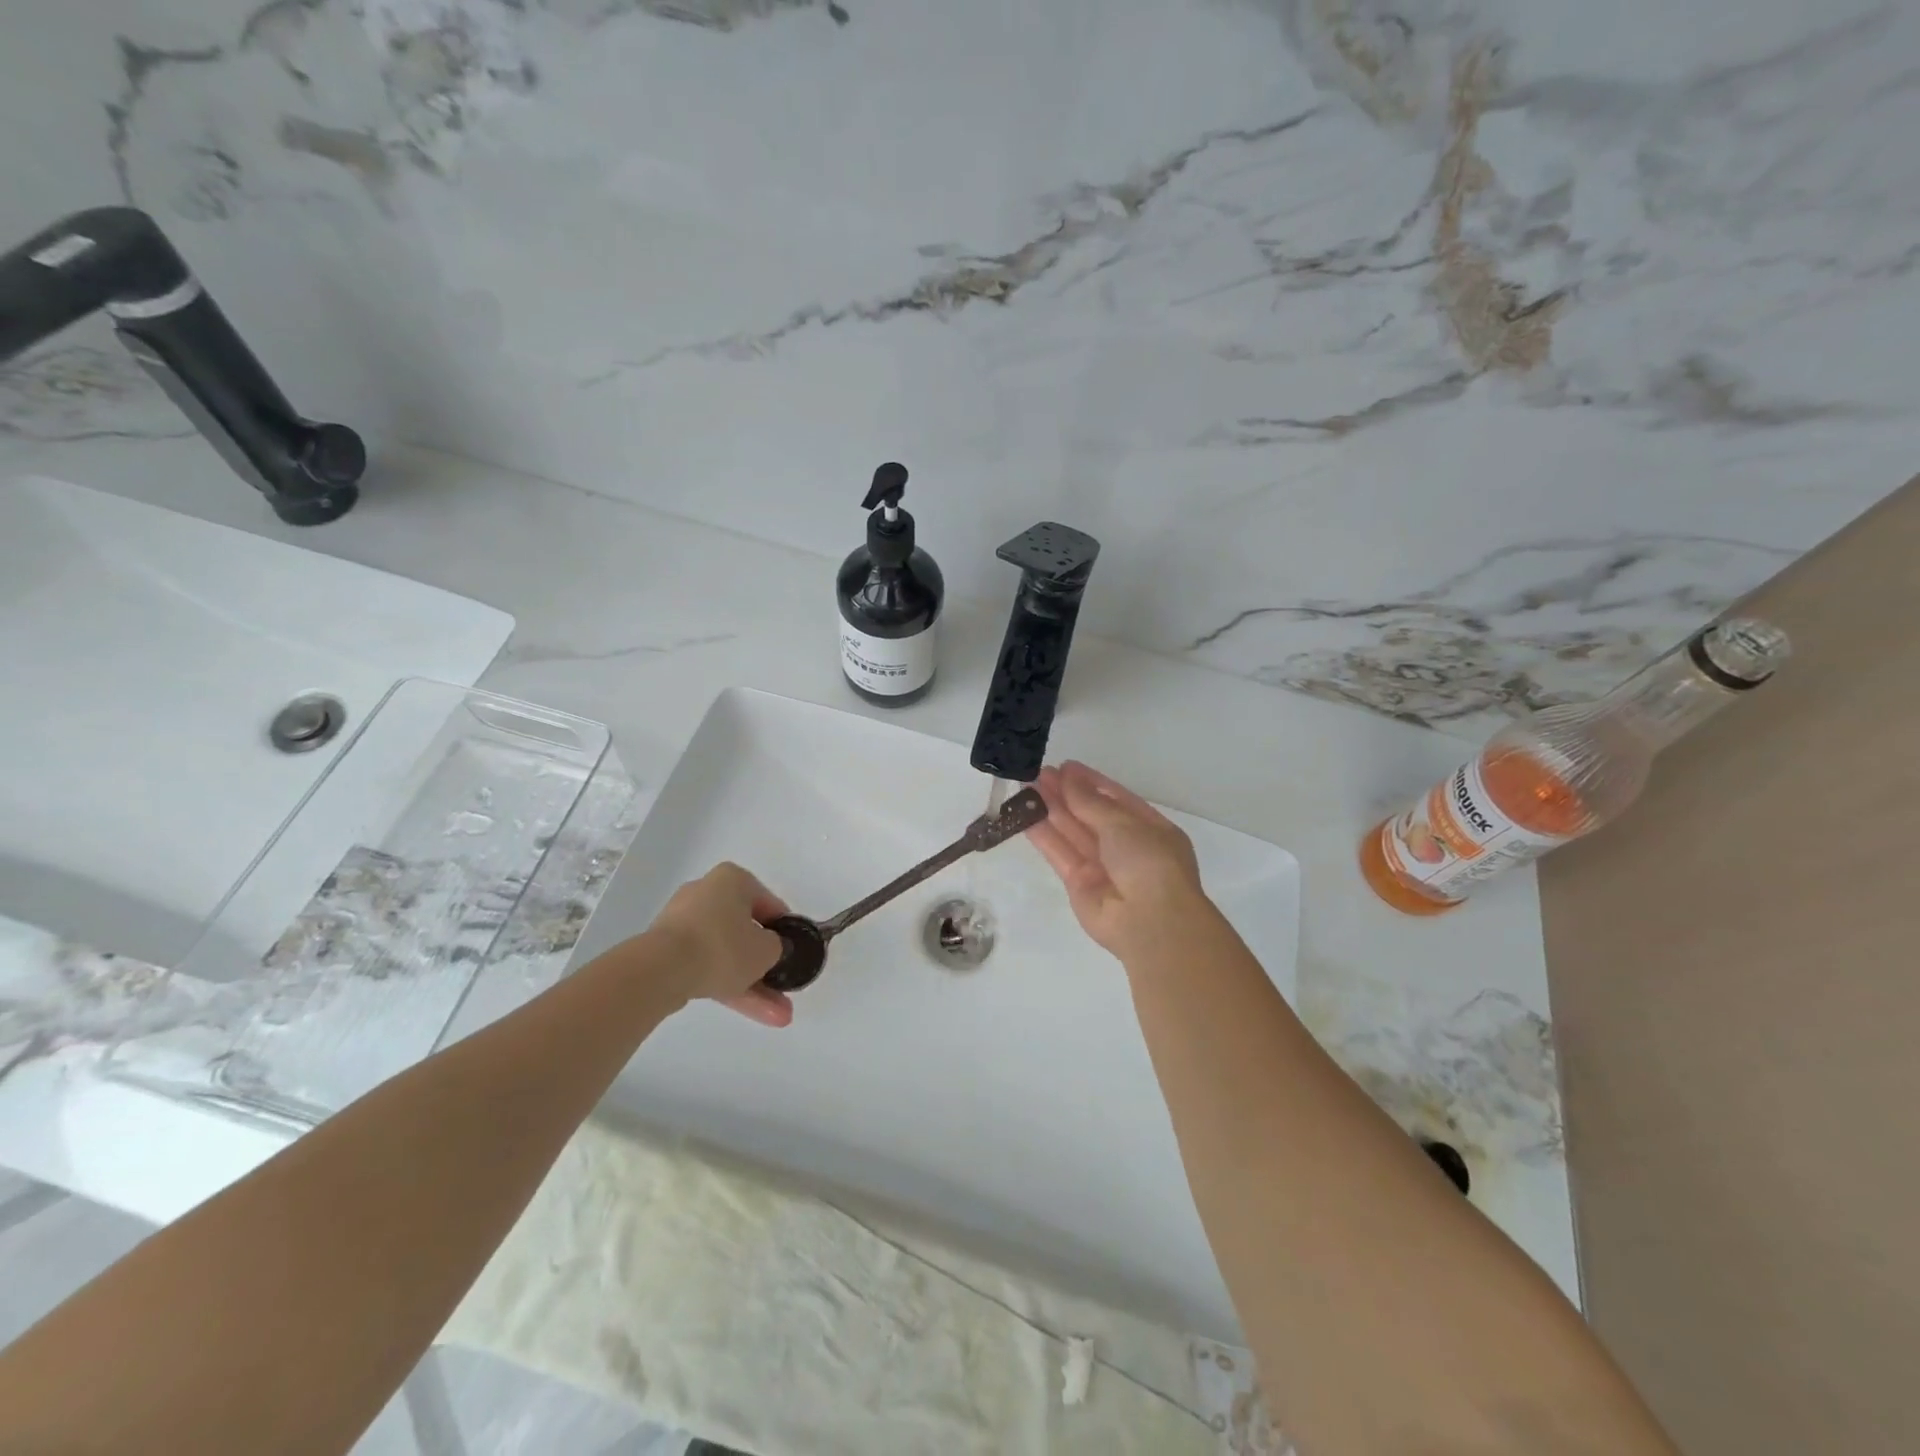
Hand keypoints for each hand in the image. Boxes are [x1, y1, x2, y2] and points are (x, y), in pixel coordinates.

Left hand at [651, 862, 793, 1026]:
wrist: (661, 970)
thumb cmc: (723, 946)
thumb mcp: (767, 948)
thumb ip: (778, 946)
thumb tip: (770, 948)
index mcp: (732, 880)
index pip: (768, 904)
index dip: (785, 930)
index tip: (794, 951)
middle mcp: (706, 894)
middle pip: (745, 932)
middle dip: (767, 966)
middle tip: (784, 988)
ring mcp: (683, 924)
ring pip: (726, 954)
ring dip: (751, 983)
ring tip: (777, 1014)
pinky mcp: (667, 951)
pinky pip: (706, 965)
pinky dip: (726, 984)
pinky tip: (750, 1010)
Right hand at [1028, 761, 1209, 960]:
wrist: (1149, 921)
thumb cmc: (1148, 861)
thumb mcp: (1123, 822)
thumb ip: (1090, 801)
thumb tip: (1067, 776)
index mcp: (1150, 829)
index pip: (1116, 799)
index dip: (1090, 782)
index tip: (1065, 766)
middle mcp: (1127, 847)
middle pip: (1091, 815)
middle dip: (1066, 794)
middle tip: (1038, 773)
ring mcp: (1103, 867)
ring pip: (1073, 833)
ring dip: (1051, 810)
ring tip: (1026, 786)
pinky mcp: (1079, 885)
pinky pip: (1061, 854)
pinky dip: (1044, 835)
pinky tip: (1024, 815)